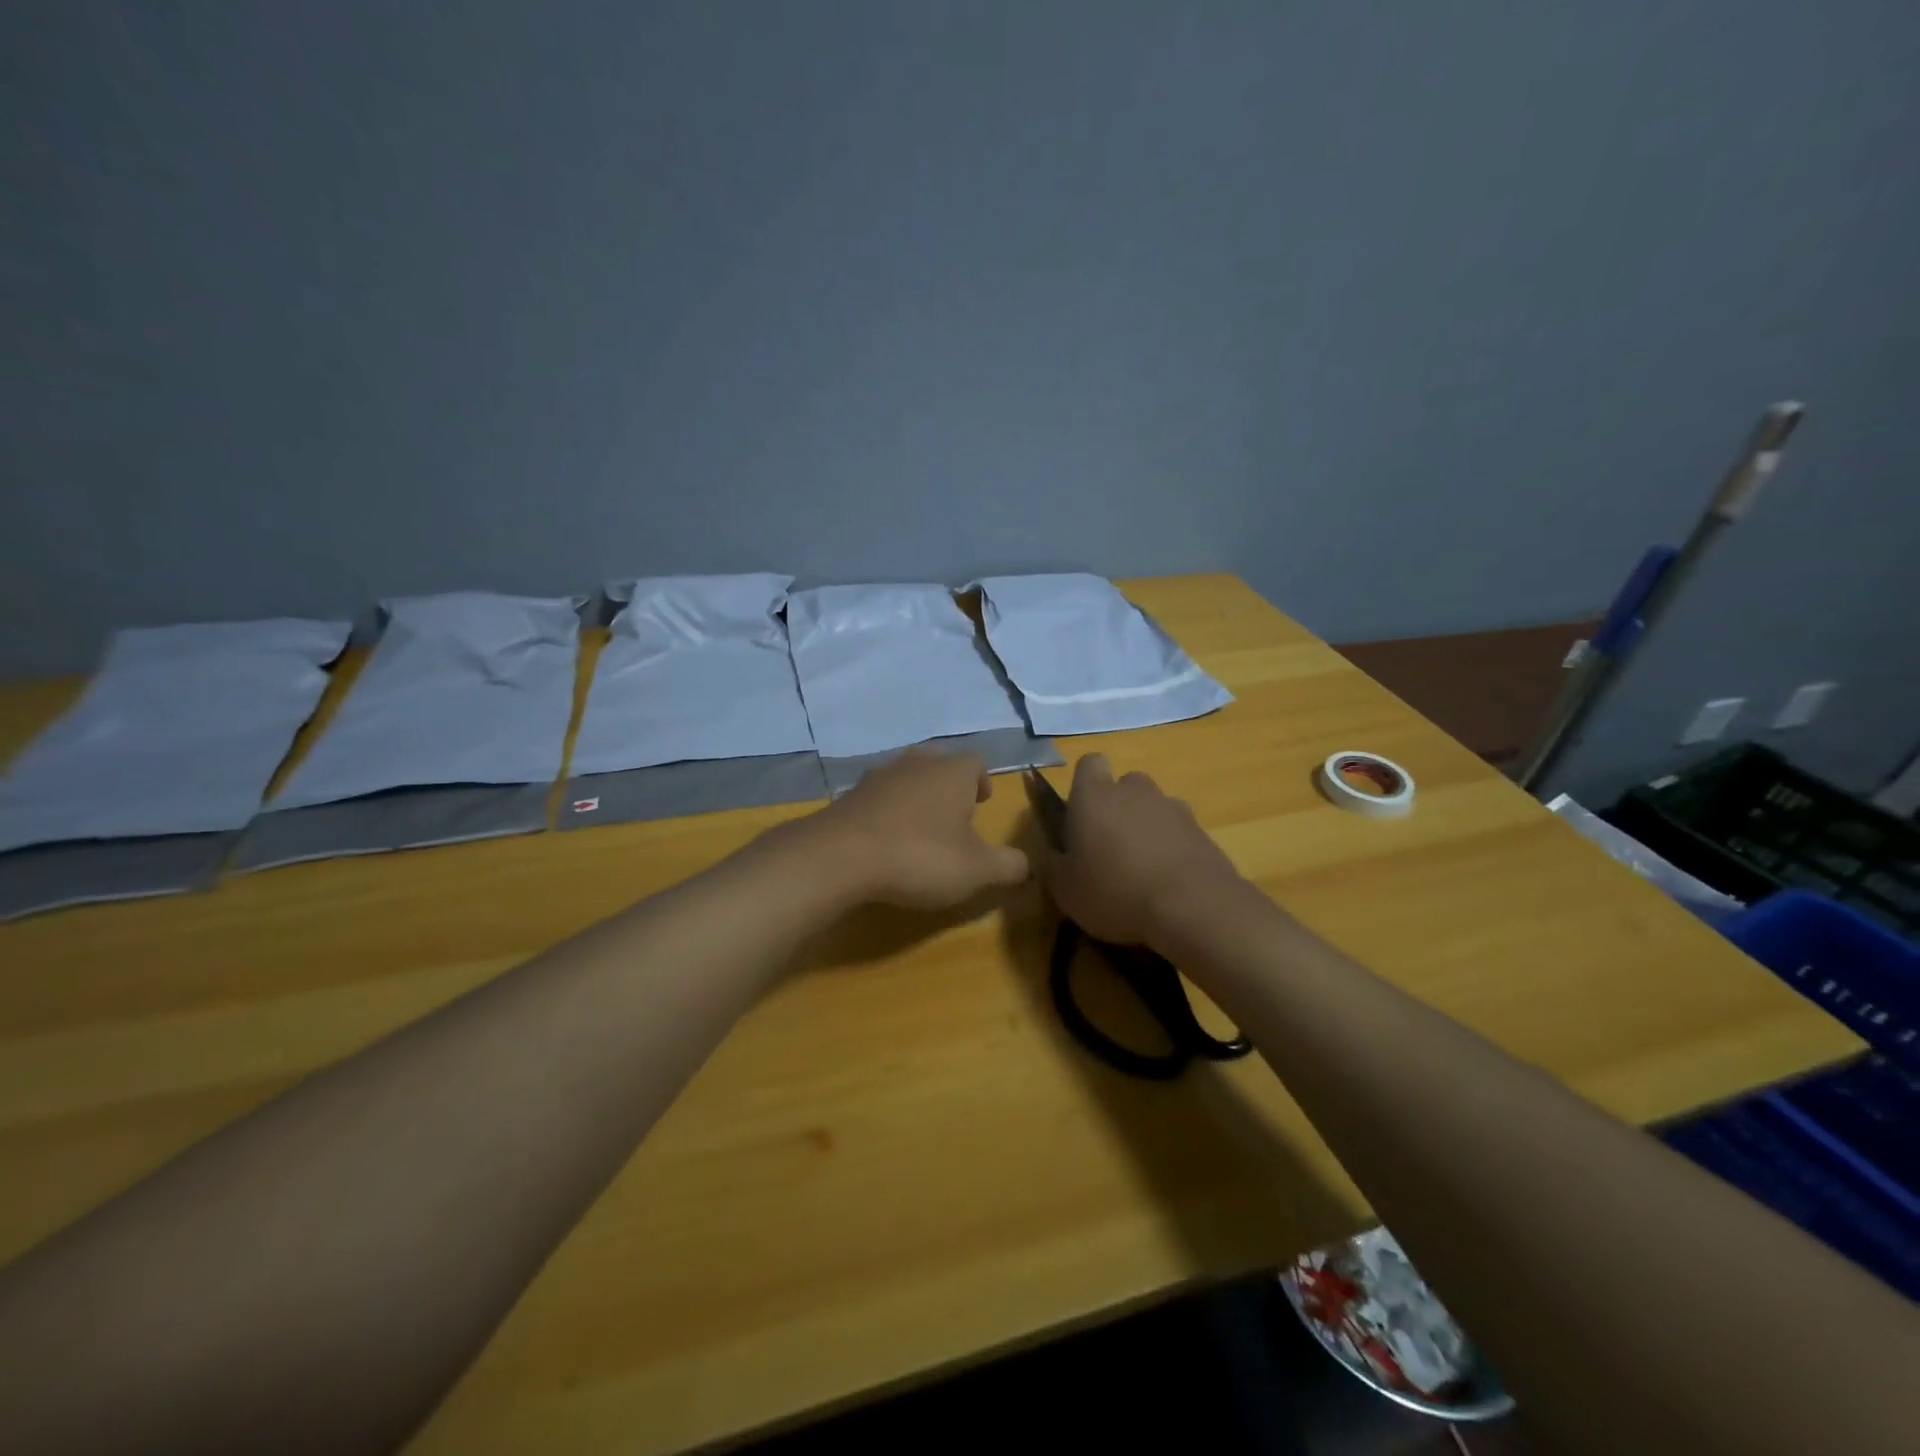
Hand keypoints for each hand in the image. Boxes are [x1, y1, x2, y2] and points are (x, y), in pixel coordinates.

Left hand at [814, 748, 1029, 909]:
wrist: (840, 856)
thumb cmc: (920, 855)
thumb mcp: (977, 870)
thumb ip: (1009, 866)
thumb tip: (1026, 865)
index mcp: (953, 772)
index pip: (976, 763)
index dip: (982, 782)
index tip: (983, 803)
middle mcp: (918, 763)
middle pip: (940, 765)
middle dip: (949, 787)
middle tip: (954, 815)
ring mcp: (879, 775)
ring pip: (908, 778)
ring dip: (917, 798)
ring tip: (920, 829)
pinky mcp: (850, 795)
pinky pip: (879, 797)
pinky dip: (887, 812)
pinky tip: (886, 840)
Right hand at [1041, 753, 1247, 946]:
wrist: (1192, 908)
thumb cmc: (1114, 892)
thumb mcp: (1066, 890)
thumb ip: (1056, 865)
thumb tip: (1055, 854)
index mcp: (1095, 796)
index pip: (1089, 763)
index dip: (1084, 783)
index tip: (1080, 813)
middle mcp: (1135, 792)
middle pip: (1125, 784)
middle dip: (1118, 807)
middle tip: (1110, 846)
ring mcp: (1174, 809)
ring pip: (1155, 808)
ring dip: (1147, 828)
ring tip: (1143, 870)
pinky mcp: (1203, 832)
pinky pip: (1180, 833)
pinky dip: (1173, 849)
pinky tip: (1169, 884)